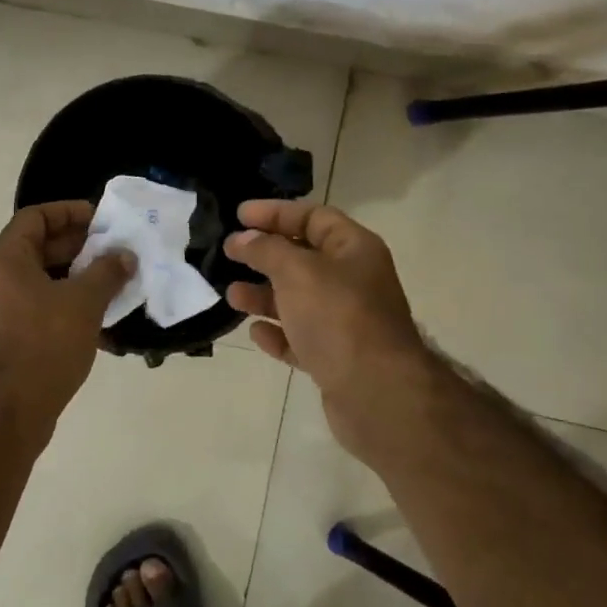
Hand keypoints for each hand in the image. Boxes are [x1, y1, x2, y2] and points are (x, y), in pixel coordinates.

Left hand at [0, 202, 132, 444]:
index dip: (68, 212)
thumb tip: (124, 255)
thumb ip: (107, 272)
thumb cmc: (45, 344)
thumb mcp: (84, 302)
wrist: (9, 411)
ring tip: (108, 283)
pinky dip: (60, 304)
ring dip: (72, 277)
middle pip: (35, 248)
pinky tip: (91, 318)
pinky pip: (33, 308)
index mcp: (5, 261)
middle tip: (112, 252)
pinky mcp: (0, 339)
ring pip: (36, 281)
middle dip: (76, 247)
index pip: (34, 217)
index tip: (100, 220)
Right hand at [224, 200, 434, 452]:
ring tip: (232, 296)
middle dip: (265, 255)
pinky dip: (278, 333)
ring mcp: (346, 322)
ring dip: (264, 295)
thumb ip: (266, 250)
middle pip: (303, 258)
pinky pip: (301, 338)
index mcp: (354, 249)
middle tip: (229, 253)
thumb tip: (242, 239)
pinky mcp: (336, 358)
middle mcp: (354, 281)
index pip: (313, 217)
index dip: (275, 213)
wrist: (377, 394)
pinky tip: (256, 333)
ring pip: (298, 300)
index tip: (238, 215)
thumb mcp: (297, 271)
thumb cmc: (338, 317)